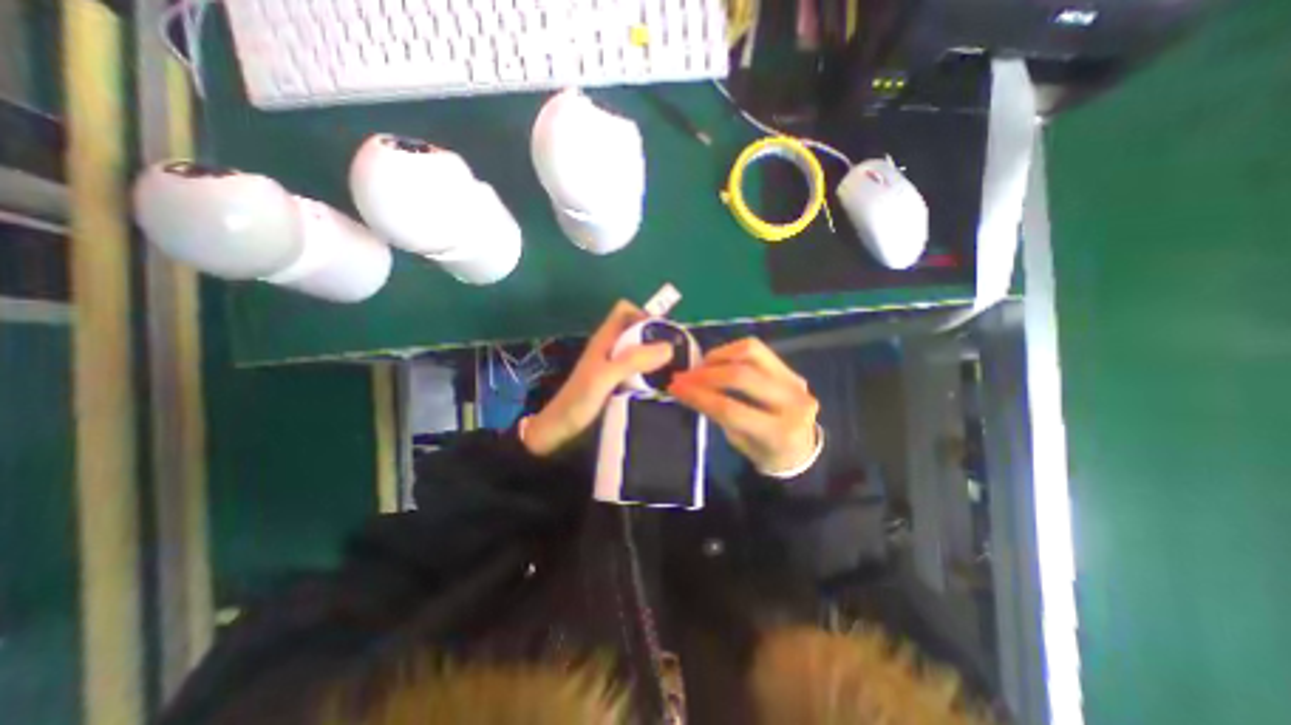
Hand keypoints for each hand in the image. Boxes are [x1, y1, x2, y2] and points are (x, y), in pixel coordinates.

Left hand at [522, 304, 677, 454]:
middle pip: (635, 329)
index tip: (663, 334)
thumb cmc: (579, 400)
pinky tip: (660, 384)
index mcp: (605, 339)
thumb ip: (632, 360)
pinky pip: (637, 368)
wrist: (560, 428)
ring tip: (674, 370)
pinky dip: (650, 371)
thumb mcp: (605, 377)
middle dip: (655, 336)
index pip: (625, 311)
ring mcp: (612, 365)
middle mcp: (610, 347)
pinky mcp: (616, 381)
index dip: (644, 314)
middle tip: (676, 355)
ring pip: (638, 349)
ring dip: (655, 355)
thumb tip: (668, 347)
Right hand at [667, 337, 815, 473]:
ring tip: (701, 366)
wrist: (803, 450)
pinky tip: (718, 361)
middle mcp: (792, 402)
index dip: (699, 395)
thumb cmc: (766, 454)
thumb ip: (719, 415)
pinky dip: (731, 352)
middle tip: (683, 376)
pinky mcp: (791, 369)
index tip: (675, 387)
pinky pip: (757, 351)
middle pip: (741, 375)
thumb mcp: (739, 443)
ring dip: (719, 356)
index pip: (730, 409)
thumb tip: (689, 389)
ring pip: (751, 352)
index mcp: (779, 432)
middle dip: (705, 374)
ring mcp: (794, 381)